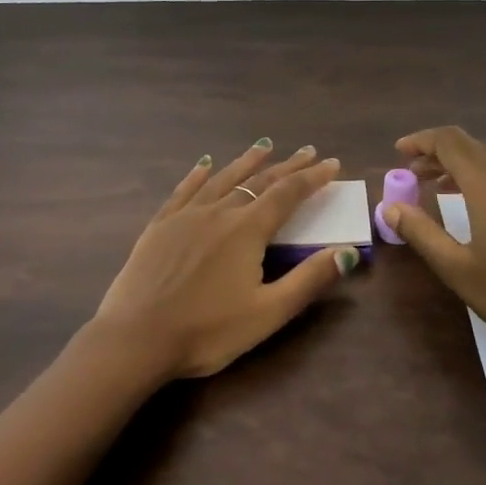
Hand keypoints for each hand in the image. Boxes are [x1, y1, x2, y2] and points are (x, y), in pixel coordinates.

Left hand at [83, 140, 360, 383]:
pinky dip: (199, 174)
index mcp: (246, 230)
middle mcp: (218, 212)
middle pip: (258, 181)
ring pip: (222, 178)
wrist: (136, 338)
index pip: (287, 194)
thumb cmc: (207, 331)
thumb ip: (309, 280)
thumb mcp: (267, 313)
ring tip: (264, 146)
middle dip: (287, 166)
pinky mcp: (159, 226)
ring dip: (246, 161)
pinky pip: (184, 190)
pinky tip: (205, 164)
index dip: (312, 178)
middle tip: (307, 151)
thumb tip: (348, 251)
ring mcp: (185, 216)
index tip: (331, 163)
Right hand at [379, 126, 485, 373]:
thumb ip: (422, 232)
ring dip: (461, 168)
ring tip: (437, 190)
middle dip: (437, 155)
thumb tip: (390, 206)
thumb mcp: (460, 270)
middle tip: (411, 176)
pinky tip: (477, 208)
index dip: (421, 141)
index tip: (398, 154)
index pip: (449, 141)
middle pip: (471, 147)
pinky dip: (485, 180)